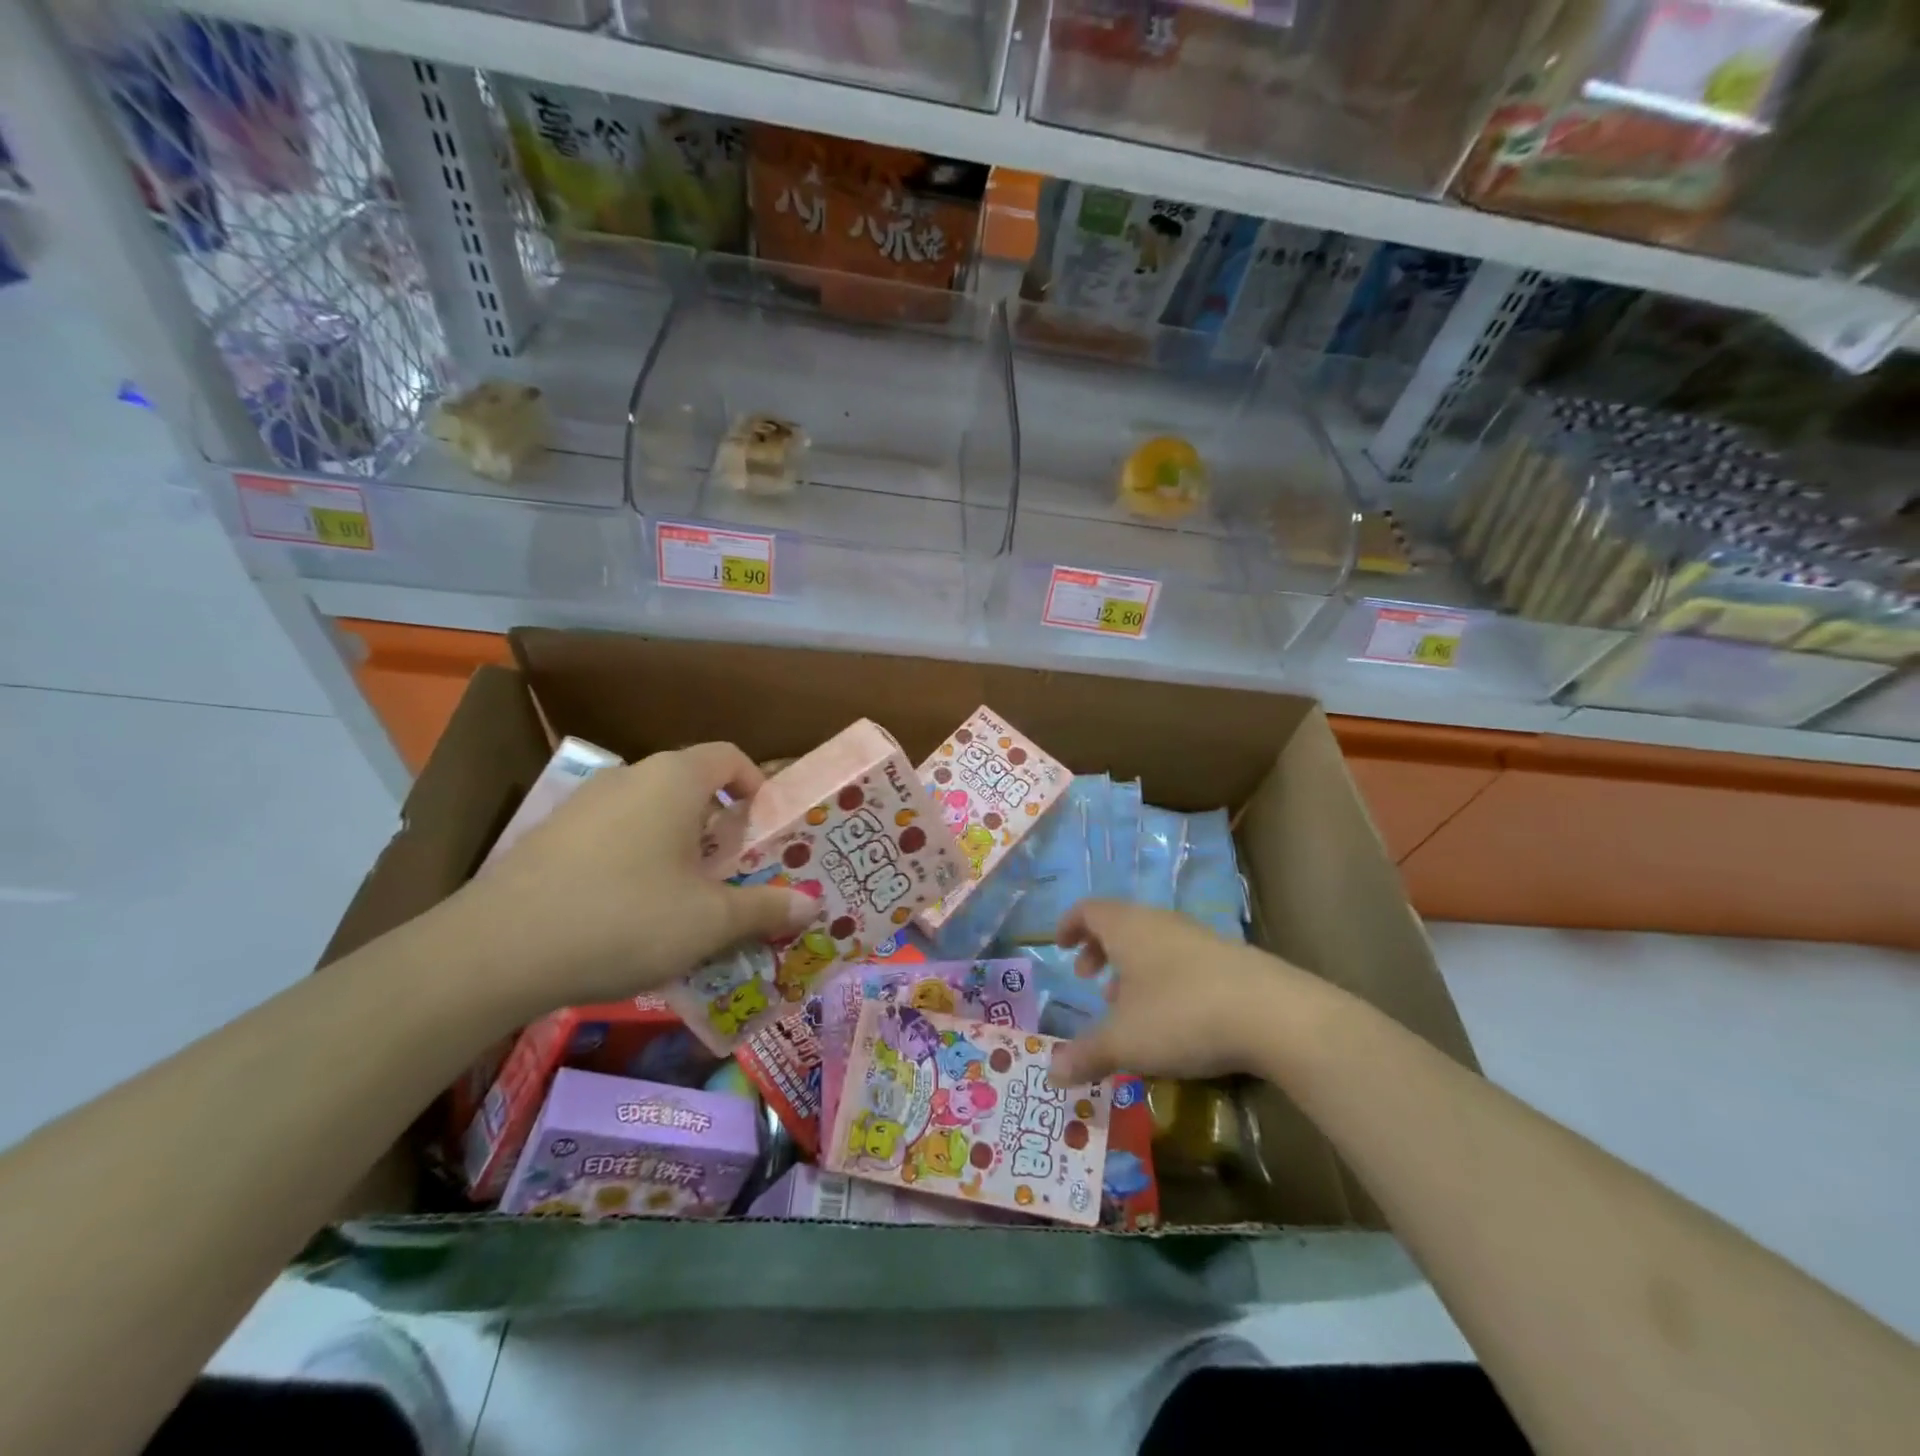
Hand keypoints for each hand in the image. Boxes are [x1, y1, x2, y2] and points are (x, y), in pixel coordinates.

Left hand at [448, 742, 818, 1014]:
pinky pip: (612, 834)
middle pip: (691, 785)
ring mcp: (582, 804)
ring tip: (682, 898)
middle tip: (732, 874)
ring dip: (677, 844)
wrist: (493, 952)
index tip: (765, 829)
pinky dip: (634, 859)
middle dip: (719, 825)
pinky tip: (626, 912)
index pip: (730, 756)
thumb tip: (812, 904)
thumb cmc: (624, 919)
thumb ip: (766, 908)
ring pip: (650, 811)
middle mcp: (629, 776)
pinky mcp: (548, 835)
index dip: (757, 785)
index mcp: (674, 779)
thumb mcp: (709, 921)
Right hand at [1046, 900, 1298, 1085]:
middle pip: (1120, 924)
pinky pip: (1181, 959)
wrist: (1273, 1014)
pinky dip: (1163, 979)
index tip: (1060, 946)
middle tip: (1088, 981)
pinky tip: (1173, 1018)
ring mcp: (1198, 938)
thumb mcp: (1125, 1041)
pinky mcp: (1229, 959)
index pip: (1089, 910)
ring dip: (1133, 968)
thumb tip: (1051, 1072)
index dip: (1070, 925)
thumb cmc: (1181, 1015)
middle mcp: (1160, 923)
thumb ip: (1086, 1054)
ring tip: (1127, 1006)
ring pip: (1152, 943)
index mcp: (1128, 928)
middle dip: (1099, 951)